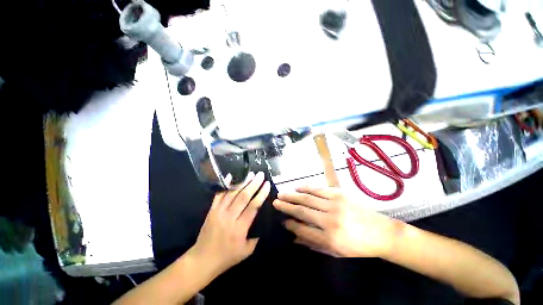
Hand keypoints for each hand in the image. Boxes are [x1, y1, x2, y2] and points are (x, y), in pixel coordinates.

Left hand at [190, 172, 269, 274]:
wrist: (202, 260)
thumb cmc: (227, 257)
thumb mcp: (246, 251)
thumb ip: (256, 236)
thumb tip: (262, 221)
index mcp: (240, 228)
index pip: (253, 206)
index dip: (261, 194)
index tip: (267, 184)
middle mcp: (229, 217)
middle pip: (243, 197)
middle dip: (254, 184)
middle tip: (261, 175)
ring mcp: (219, 212)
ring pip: (233, 193)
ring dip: (243, 182)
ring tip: (251, 174)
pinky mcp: (211, 210)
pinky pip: (219, 194)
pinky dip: (225, 184)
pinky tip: (231, 175)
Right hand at [273, 187, 398, 257]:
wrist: (381, 232)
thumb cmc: (358, 246)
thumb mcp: (335, 251)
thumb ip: (313, 243)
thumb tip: (294, 236)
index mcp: (330, 238)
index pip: (302, 228)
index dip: (290, 224)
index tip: (282, 220)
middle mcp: (330, 220)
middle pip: (302, 210)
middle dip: (286, 206)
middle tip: (275, 202)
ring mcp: (335, 204)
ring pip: (308, 198)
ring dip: (293, 195)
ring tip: (282, 193)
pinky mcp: (340, 194)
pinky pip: (318, 189)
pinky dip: (306, 188)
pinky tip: (297, 187)